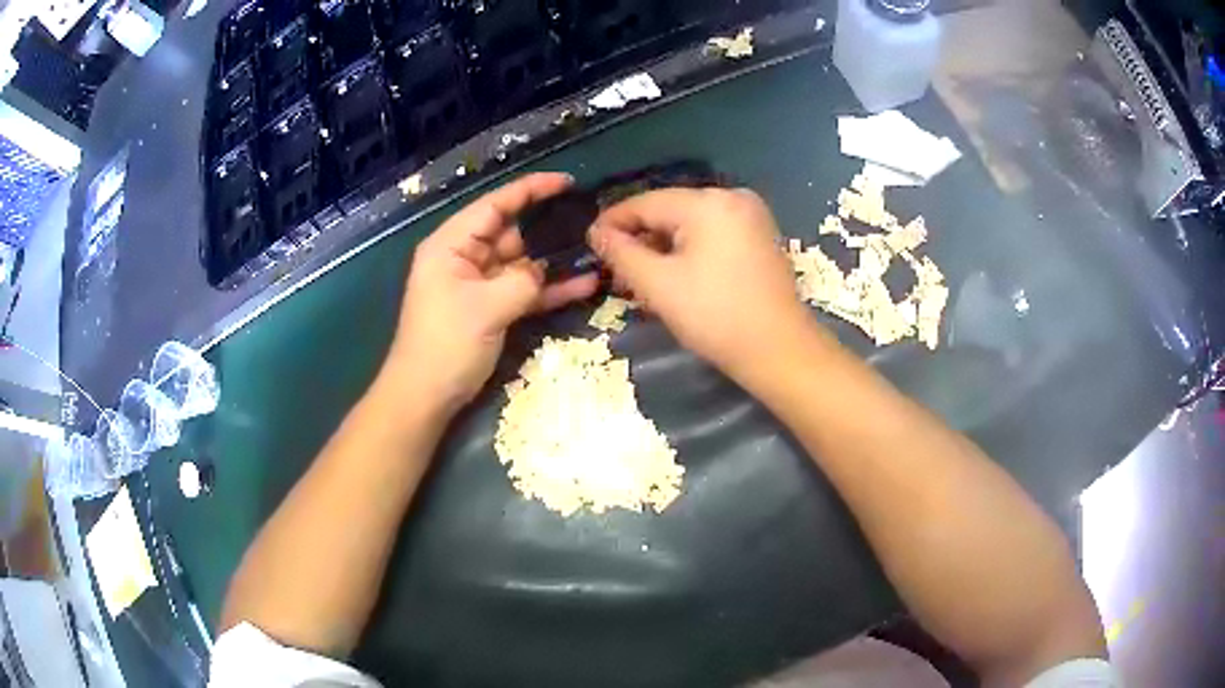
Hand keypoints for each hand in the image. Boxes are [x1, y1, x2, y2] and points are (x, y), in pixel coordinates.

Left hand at [384, 173, 598, 410]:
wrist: (427, 396)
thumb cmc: (446, 345)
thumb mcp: (485, 307)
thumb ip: (522, 281)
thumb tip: (541, 272)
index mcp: (451, 245)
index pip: (494, 206)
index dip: (530, 190)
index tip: (565, 182)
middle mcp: (465, 258)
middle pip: (511, 232)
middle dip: (547, 229)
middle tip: (589, 224)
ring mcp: (479, 284)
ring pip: (523, 263)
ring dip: (554, 263)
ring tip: (594, 252)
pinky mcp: (492, 308)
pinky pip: (524, 290)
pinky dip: (549, 289)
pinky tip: (585, 285)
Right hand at [589, 188, 812, 378]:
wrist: (779, 350)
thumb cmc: (715, 316)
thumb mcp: (658, 285)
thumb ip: (621, 253)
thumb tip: (596, 232)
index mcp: (708, 202)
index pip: (645, 202)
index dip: (613, 222)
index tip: (589, 243)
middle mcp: (732, 197)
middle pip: (669, 210)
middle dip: (640, 237)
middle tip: (614, 268)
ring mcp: (751, 215)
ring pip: (690, 223)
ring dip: (663, 246)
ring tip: (640, 276)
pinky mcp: (759, 236)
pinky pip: (712, 233)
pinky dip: (689, 249)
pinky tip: (675, 274)